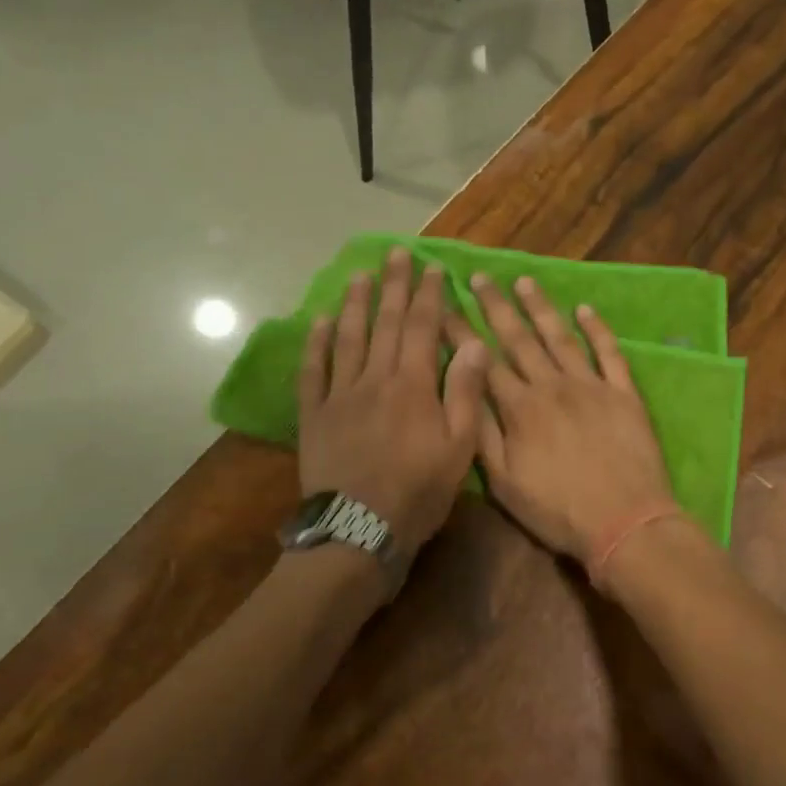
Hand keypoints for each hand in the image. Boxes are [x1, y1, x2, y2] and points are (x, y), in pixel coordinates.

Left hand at [299, 247, 490, 557]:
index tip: (431, 267)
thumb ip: (464, 392)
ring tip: (360, 275)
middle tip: (396, 253)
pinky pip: (313, 371)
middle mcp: (375, 379)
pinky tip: (320, 321)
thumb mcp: (459, 448)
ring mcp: (340, 395)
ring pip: (348, 338)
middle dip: (393, 286)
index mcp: (413, 385)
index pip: (421, 327)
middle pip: (385, 323)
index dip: (427, 295)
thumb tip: (473, 342)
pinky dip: (316, 343)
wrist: (359, 531)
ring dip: (355, 304)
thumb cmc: (418, 492)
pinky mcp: (314, 415)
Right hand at [461, 273, 675, 563]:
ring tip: (524, 281)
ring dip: (541, 307)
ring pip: (561, 337)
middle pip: (519, 339)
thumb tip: (463, 391)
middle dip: (496, 306)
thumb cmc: (559, 511)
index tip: (444, 306)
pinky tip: (586, 308)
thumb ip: (483, 435)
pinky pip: (610, 353)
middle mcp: (552, 386)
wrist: (626, 522)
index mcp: (520, 409)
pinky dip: (598, 329)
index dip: (461, 332)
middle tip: (480, 277)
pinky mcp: (624, 394)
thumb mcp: (505, 483)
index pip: (483, 362)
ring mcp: (591, 386)